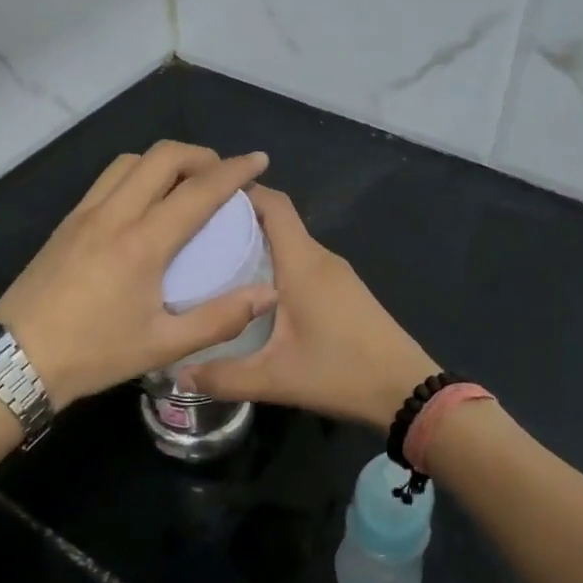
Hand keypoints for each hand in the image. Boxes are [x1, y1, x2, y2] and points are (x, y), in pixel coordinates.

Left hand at [0, 142, 277, 407]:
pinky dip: (137, 174)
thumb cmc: (94, 354)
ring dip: (165, 160)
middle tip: (222, 175)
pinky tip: (145, 203)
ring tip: (185, 184)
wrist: (17, 360)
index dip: (234, 170)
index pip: (198, 190)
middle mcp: (113, 215)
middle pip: (162, 156)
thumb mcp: (163, 346)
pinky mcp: (66, 223)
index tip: (259, 160)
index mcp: (142, 242)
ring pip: (130, 161)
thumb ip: (220, 319)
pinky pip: (108, 179)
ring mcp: (84, 214)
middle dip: (200, 155)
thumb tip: (267, 294)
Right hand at [185, 185, 437, 432]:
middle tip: (195, 236)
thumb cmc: (340, 373)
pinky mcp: (346, 290)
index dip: (240, 192)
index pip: (273, 204)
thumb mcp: (274, 379)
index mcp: (302, 264)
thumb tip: (176, 375)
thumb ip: (222, 376)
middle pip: (278, 220)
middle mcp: (320, 258)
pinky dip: (277, 263)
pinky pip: (303, 262)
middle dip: (238, 220)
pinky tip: (254, 291)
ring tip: (216, 262)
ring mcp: (337, 273)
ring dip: (258, 243)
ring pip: (291, 243)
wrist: (407, 390)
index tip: (201, 198)